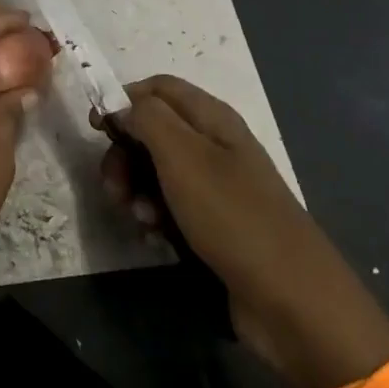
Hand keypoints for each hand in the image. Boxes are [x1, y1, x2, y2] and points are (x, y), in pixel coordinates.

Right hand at [101, 76, 388, 387]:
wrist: (291, 299)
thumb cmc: (233, 217)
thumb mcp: (183, 157)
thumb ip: (147, 119)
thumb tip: (121, 105)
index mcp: (212, 119)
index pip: (157, 88)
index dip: (124, 100)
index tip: (97, 129)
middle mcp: (214, 144)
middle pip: (151, 130)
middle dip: (124, 154)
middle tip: (113, 186)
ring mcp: (215, 185)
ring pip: (155, 170)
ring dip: (135, 189)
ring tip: (138, 218)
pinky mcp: (213, 221)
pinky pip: (169, 204)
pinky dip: (154, 215)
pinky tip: (153, 235)